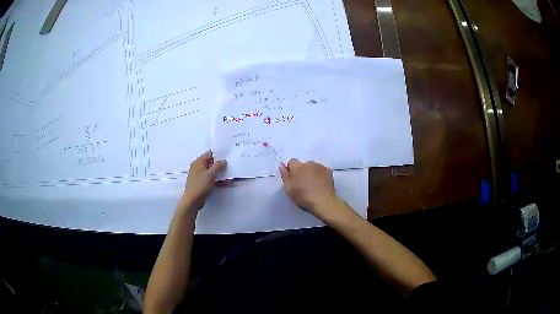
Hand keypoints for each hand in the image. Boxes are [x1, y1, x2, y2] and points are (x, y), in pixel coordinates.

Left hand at [181, 150, 226, 211]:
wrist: (192, 201)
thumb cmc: (200, 185)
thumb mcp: (210, 174)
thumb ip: (218, 166)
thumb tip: (223, 161)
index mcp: (198, 162)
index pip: (210, 154)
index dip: (219, 154)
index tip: (228, 155)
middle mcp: (198, 167)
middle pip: (212, 163)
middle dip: (221, 165)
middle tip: (232, 164)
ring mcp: (200, 176)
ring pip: (213, 172)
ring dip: (221, 174)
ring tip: (232, 175)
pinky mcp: (202, 184)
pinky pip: (212, 179)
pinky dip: (219, 180)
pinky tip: (228, 183)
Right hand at [279, 159, 339, 216]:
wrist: (324, 202)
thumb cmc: (304, 197)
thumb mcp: (289, 189)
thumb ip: (285, 176)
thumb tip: (282, 166)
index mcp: (297, 167)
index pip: (292, 161)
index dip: (291, 169)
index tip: (293, 179)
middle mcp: (309, 163)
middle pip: (303, 164)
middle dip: (302, 171)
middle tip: (303, 184)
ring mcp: (320, 166)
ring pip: (312, 167)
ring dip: (311, 172)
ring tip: (313, 184)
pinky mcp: (329, 171)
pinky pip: (321, 170)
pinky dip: (320, 175)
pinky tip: (320, 184)